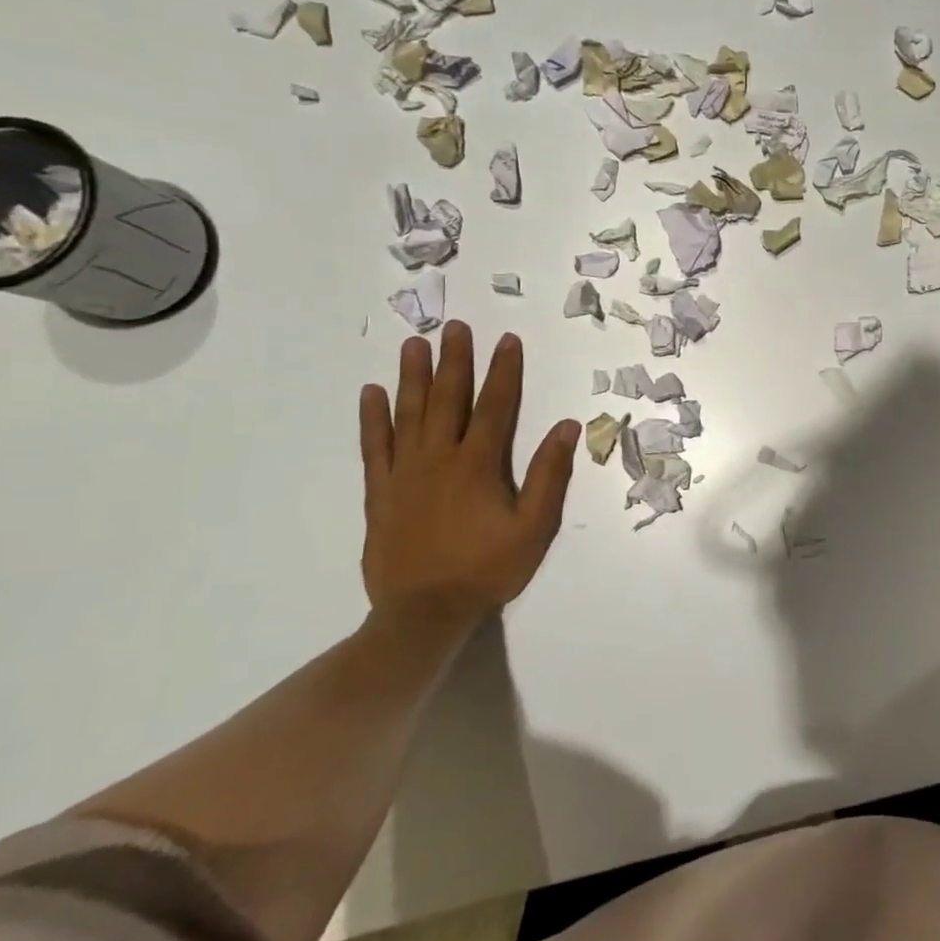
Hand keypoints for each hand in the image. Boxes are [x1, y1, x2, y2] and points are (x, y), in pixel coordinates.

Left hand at [358, 321, 580, 627]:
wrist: (424, 613)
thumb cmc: (487, 569)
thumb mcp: (534, 526)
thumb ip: (549, 475)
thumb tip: (568, 427)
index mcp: (478, 464)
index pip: (495, 406)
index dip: (503, 371)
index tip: (506, 339)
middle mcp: (439, 458)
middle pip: (448, 399)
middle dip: (455, 361)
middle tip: (455, 327)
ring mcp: (405, 473)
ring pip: (409, 414)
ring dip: (413, 377)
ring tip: (414, 345)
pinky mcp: (380, 492)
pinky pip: (375, 447)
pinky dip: (372, 419)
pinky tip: (371, 394)